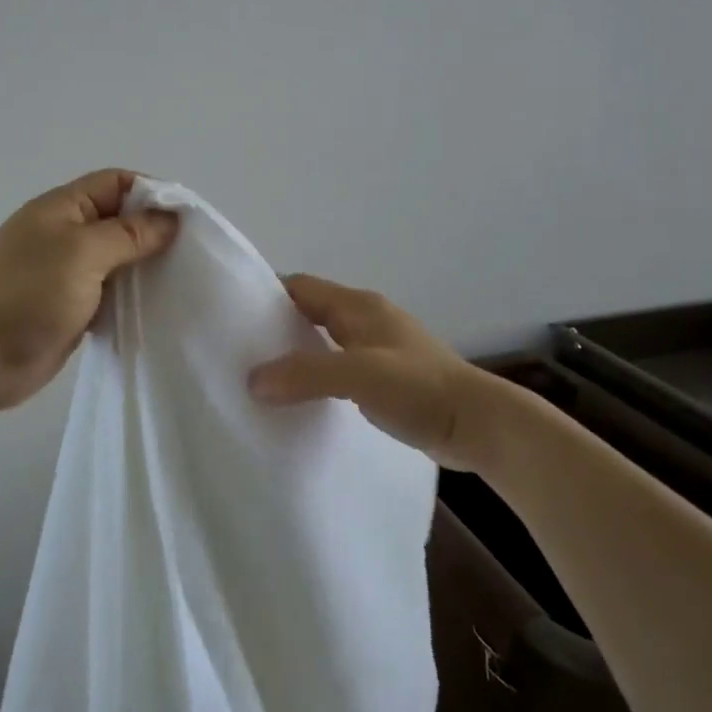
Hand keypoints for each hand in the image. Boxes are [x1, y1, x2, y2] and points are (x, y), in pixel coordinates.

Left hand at [0, 169, 179, 412]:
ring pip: (119, 259)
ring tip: (184, 279)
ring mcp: (68, 273)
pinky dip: (134, 296)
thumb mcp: (81, 254)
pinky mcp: (73, 307)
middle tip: (194, 252)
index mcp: (62, 209)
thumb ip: (128, 235)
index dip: (152, 193)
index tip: (187, 218)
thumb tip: (170, 220)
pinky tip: (159, 307)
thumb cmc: (26, 295)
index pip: (116, 183)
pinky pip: (111, 292)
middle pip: (120, 221)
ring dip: (147, 267)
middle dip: (155, 232)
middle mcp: (66, 235)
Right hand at [247, 274, 502, 470]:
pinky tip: (303, 400)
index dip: (266, 295)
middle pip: (310, 312)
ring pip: (325, 342)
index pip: (301, 287)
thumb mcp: (359, 376)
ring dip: (297, 355)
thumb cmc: (420, 389)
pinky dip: (318, 377)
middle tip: (240, 352)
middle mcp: (367, 320)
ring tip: (263, 379)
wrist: (480, 425)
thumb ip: (306, 373)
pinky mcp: (388, 378)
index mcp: (359, 307)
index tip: (231, 317)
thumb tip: (253, 380)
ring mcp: (380, 349)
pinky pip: (340, 368)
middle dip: (276, 327)